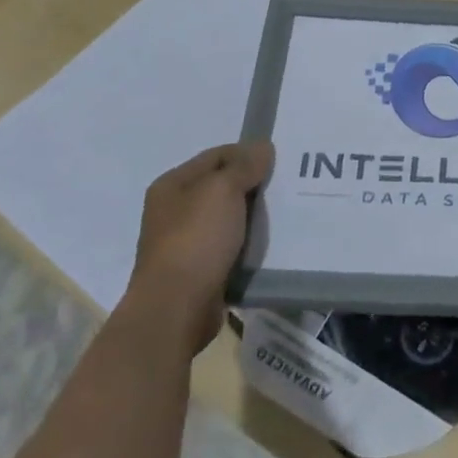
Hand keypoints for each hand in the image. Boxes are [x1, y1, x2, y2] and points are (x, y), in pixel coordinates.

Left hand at [120, 141, 274, 352]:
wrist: (175, 310)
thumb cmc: (195, 239)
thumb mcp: (222, 190)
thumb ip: (244, 165)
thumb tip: (262, 147)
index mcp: (172, 185)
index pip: (216, 156)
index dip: (246, 154)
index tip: (278, 160)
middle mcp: (174, 211)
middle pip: (222, 187)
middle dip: (252, 186)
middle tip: (286, 186)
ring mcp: (185, 243)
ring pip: (228, 219)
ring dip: (252, 217)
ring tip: (284, 213)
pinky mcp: (198, 271)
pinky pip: (230, 247)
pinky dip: (248, 244)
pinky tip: (270, 243)